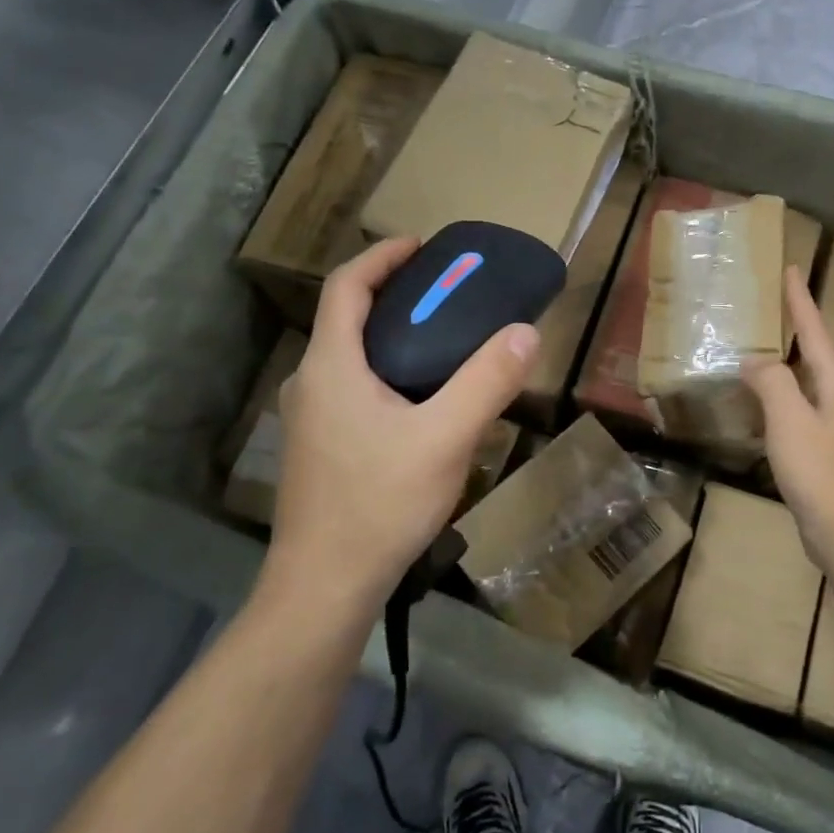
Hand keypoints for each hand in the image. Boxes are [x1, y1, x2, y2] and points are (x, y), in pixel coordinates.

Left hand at [261, 237, 537, 613]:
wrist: (324, 586)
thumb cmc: (380, 503)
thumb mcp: (445, 439)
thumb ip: (486, 382)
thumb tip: (525, 332)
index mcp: (330, 365)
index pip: (347, 285)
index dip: (383, 257)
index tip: (423, 246)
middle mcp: (310, 382)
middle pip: (348, 317)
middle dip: (395, 295)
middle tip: (447, 294)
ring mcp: (309, 418)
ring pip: (350, 356)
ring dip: (391, 336)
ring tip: (443, 342)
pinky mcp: (318, 447)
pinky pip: (351, 387)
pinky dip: (385, 371)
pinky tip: (422, 402)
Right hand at [744, 266, 833, 566]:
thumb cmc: (821, 474)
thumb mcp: (790, 421)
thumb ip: (772, 383)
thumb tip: (756, 361)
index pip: (816, 333)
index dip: (801, 301)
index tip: (792, 268)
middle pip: (818, 357)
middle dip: (798, 332)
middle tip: (775, 309)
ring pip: (810, 387)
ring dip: (789, 367)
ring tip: (766, 353)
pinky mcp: (831, 458)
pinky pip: (803, 415)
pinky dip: (783, 401)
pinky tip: (768, 411)